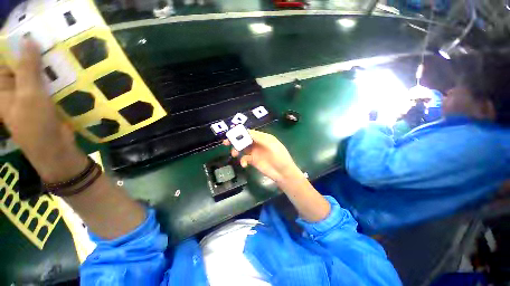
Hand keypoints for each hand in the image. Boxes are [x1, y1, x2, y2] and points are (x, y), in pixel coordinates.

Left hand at [0, 39, 86, 181]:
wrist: (55, 148)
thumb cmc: (35, 124)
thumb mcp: (29, 95)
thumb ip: (27, 68)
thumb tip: (28, 41)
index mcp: (2, 89)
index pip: (5, 61)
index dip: (16, 48)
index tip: (32, 36)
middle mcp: (14, 90)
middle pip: (22, 66)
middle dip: (35, 56)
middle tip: (50, 44)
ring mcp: (30, 96)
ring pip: (37, 75)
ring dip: (47, 67)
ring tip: (60, 56)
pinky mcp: (44, 101)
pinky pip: (48, 84)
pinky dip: (55, 79)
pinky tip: (66, 73)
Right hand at [223, 130, 300, 182]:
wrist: (283, 173)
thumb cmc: (280, 157)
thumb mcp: (271, 145)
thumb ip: (259, 138)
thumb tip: (246, 132)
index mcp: (263, 137)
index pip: (249, 132)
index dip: (240, 132)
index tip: (231, 134)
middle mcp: (257, 143)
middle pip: (244, 139)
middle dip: (235, 140)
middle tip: (226, 142)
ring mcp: (255, 152)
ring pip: (242, 148)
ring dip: (237, 150)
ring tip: (234, 154)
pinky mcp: (253, 161)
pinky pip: (244, 158)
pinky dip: (242, 160)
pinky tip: (244, 164)